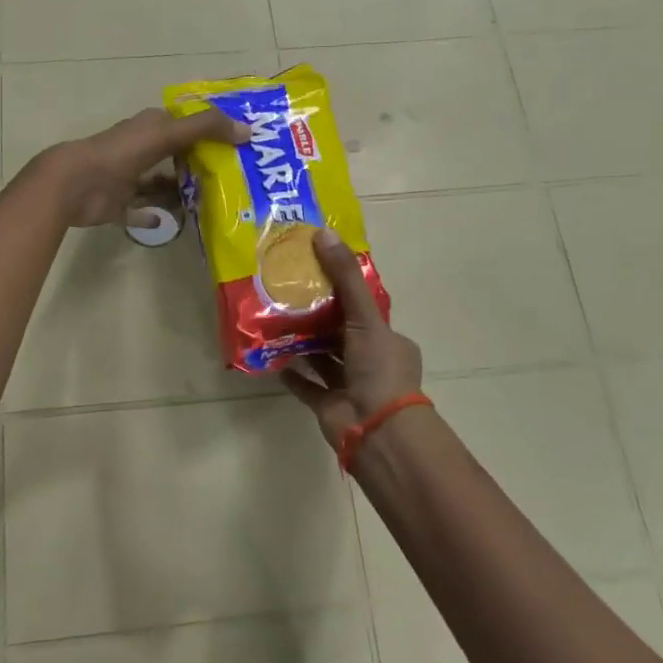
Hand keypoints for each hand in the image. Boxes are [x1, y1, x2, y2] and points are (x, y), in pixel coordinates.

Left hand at [35, 107, 245, 229]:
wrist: (74, 184)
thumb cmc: (121, 153)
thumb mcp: (167, 134)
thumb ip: (206, 128)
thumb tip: (248, 129)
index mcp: (149, 128)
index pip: (184, 125)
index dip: (208, 132)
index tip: (237, 145)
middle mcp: (139, 149)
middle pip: (174, 156)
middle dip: (198, 165)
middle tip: (232, 180)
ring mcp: (127, 177)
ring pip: (159, 184)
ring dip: (178, 192)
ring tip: (212, 204)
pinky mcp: (117, 204)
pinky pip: (140, 211)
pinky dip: (153, 216)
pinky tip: (173, 222)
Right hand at [280, 229, 423, 444]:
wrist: (377, 430)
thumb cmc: (379, 369)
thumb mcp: (365, 316)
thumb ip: (344, 278)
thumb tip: (323, 232)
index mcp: (389, 341)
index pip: (366, 311)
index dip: (344, 292)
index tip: (318, 273)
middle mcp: (372, 362)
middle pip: (342, 333)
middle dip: (319, 317)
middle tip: (290, 293)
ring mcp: (351, 386)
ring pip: (325, 358)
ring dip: (304, 343)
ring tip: (276, 320)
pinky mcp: (330, 406)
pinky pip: (308, 386)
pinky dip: (293, 374)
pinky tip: (273, 359)